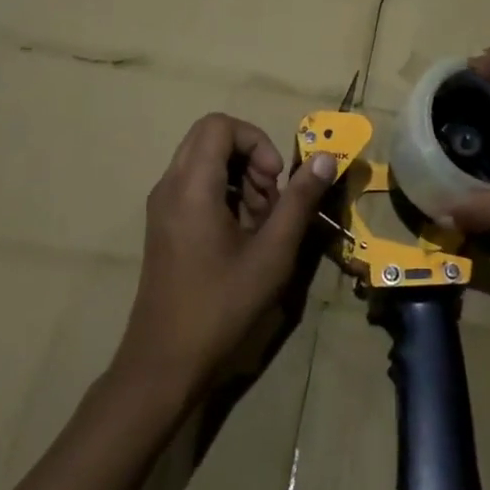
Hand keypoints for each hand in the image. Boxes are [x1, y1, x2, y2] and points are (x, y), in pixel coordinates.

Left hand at [115, 114, 337, 401]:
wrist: (164, 363)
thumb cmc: (221, 306)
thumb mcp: (272, 253)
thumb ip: (300, 200)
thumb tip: (326, 158)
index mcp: (191, 186)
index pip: (220, 125)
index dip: (256, 141)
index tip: (275, 180)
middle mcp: (169, 186)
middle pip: (211, 138)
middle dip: (250, 157)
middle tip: (270, 198)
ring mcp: (162, 205)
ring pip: (204, 161)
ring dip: (240, 177)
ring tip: (261, 221)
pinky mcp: (164, 224)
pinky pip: (195, 185)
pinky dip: (224, 193)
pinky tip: (242, 234)